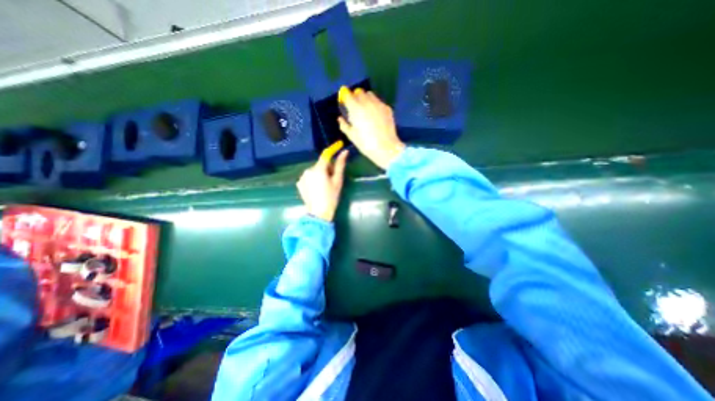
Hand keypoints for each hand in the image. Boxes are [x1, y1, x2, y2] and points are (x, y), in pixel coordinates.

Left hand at [299, 149, 350, 222]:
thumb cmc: (331, 197)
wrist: (319, 213)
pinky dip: (313, 179)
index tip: (339, 145)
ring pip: (314, 171)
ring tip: (324, 186)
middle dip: (327, 168)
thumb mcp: (337, 181)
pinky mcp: (299, 183)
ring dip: (320, 174)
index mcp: (319, 169)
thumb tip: (344, 152)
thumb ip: (340, 165)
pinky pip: (308, 177)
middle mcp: (308, 170)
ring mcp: (302, 177)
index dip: (333, 149)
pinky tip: (317, 189)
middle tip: (332, 179)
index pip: (325, 155)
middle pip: (320, 164)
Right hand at [338, 88, 404, 168]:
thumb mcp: (352, 136)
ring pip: (370, 95)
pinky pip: (378, 102)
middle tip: (355, 107)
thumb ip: (344, 125)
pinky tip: (375, 115)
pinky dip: (375, 105)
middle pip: (359, 92)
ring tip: (366, 109)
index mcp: (356, 109)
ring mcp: (378, 104)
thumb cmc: (366, 144)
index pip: (347, 95)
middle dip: (356, 97)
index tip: (345, 101)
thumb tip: (340, 118)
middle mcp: (367, 103)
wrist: (386, 147)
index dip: (345, 97)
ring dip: (366, 99)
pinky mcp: (387, 108)